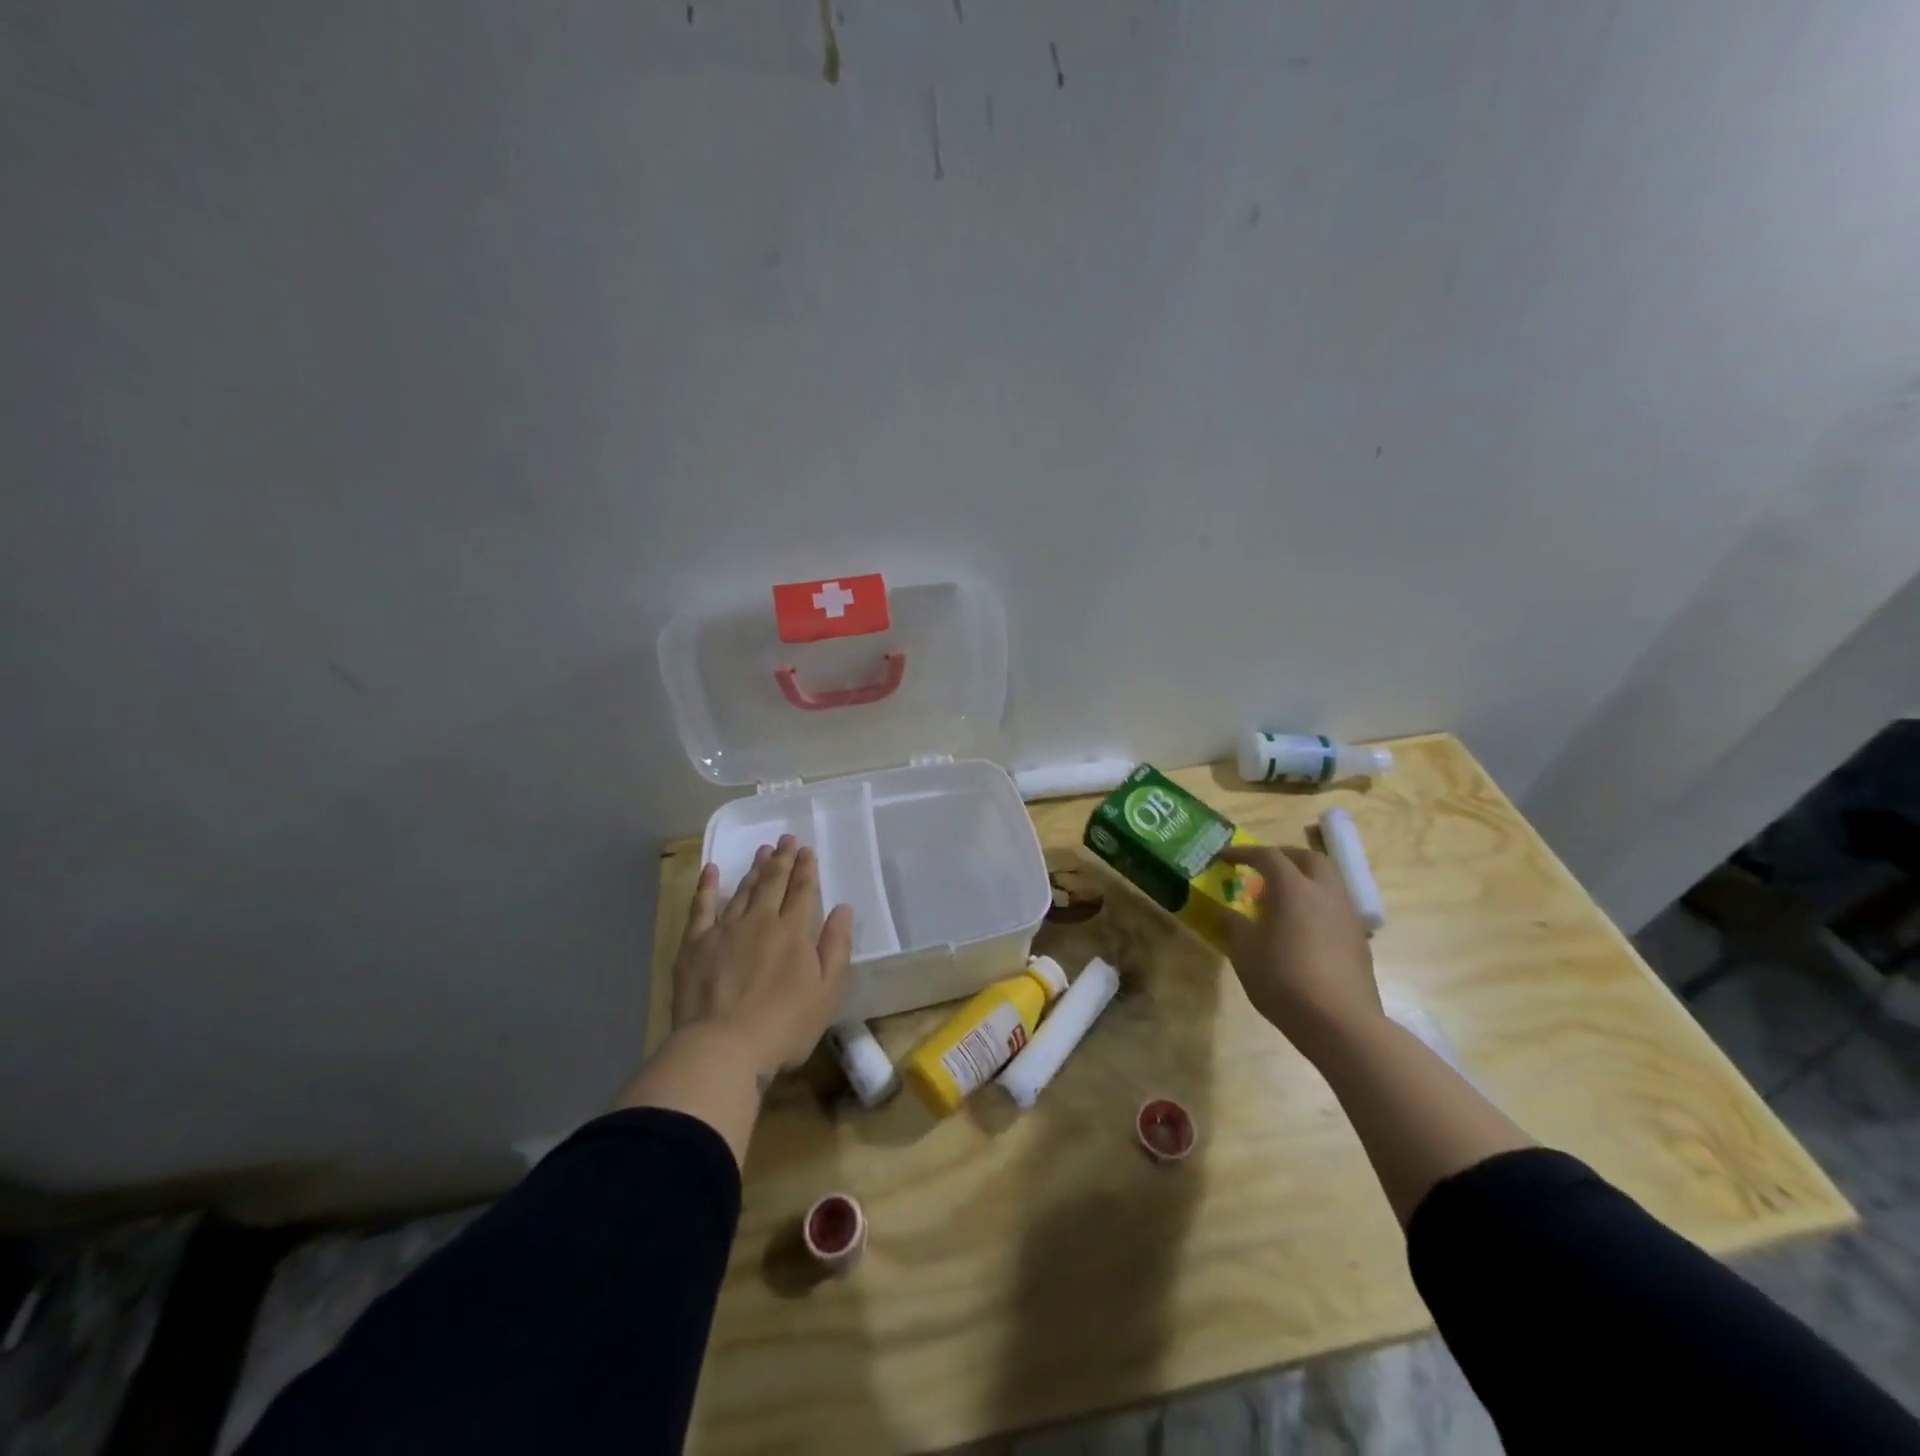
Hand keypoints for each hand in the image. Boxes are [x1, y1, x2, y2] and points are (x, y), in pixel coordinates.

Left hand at [670, 835, 853, 1080]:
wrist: (723, 1048)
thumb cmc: (784, 1026)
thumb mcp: (827, 992)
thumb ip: (836, 947)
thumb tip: (843, 909)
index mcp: (794, 932)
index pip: (802, 891)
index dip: (806, 869)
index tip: (807, 850)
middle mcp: (760, 921)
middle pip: (773, 883)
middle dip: (782, 859)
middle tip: (786, 839)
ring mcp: (725, 930)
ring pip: (742, 890)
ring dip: (754, 869)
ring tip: (762, 852)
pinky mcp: (695, 944)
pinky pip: (701, 907)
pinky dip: (706, 886)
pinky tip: (711, 870)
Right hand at [1218, 844, 1382, 1061]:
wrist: (1341, 1024)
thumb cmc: (1285, 981)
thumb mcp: (1245, 953)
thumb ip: (1235, 925)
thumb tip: (1230, 913)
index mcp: (1294, 889)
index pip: (1268, 856)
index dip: (1244, 853)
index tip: (1224, 857)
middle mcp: (1325, 893)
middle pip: (1308, 858)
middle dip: (1284, 856)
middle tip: (1262, 868)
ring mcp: (1347, 916)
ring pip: (1328, 881)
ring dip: (1304, 879)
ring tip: (1281, 899)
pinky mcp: (1359, 939)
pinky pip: (1335, 906)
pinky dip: (1316, 903)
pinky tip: (1302, 928)